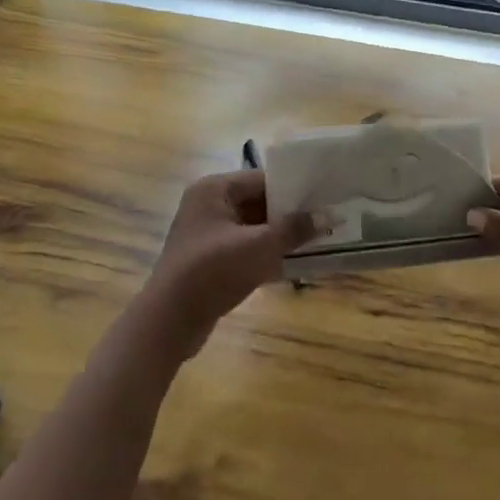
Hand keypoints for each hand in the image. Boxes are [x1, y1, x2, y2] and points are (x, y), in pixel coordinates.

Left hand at [141, 171, 319, 354]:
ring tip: (317, 239)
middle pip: (257, 202)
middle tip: (325, 219)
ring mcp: (206, 234)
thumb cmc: (214, 271)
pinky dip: (265, 253)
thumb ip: (295, 229)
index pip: (262, 179)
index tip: (323, 196)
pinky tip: (293, 263)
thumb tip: (329, 216)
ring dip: (279, 236)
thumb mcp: (261, 246)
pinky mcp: (208, 260)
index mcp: (214, 189)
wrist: (170, 321)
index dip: (293, 188)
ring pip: (252, 227)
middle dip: (289, 214)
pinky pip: (244, 248)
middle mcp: (207, 205)